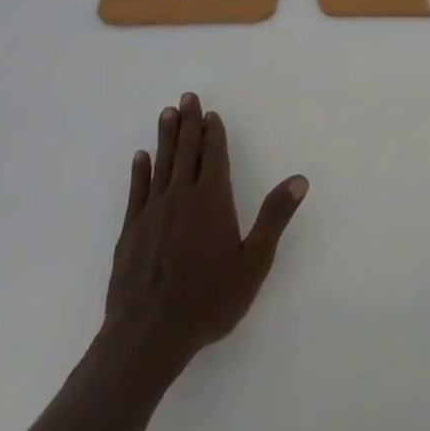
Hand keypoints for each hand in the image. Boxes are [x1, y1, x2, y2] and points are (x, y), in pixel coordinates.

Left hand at [102, 93, 307, 373]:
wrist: (149, 334)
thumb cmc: (209, 299)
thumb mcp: (254, 261)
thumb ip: (275, 217)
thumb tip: (299, 179)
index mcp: (212, 201)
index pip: (215, 157)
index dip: (214, 133)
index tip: (211, 114)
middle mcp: (181, 197)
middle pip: (186, 152)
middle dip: (188, 123)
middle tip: (187, 97)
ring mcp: (152, 212)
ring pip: (161, 164)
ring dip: (165, 137)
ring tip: (167, 113)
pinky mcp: (130, 231)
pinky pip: (137, 191)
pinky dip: (140, 171)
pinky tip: (141, 157)